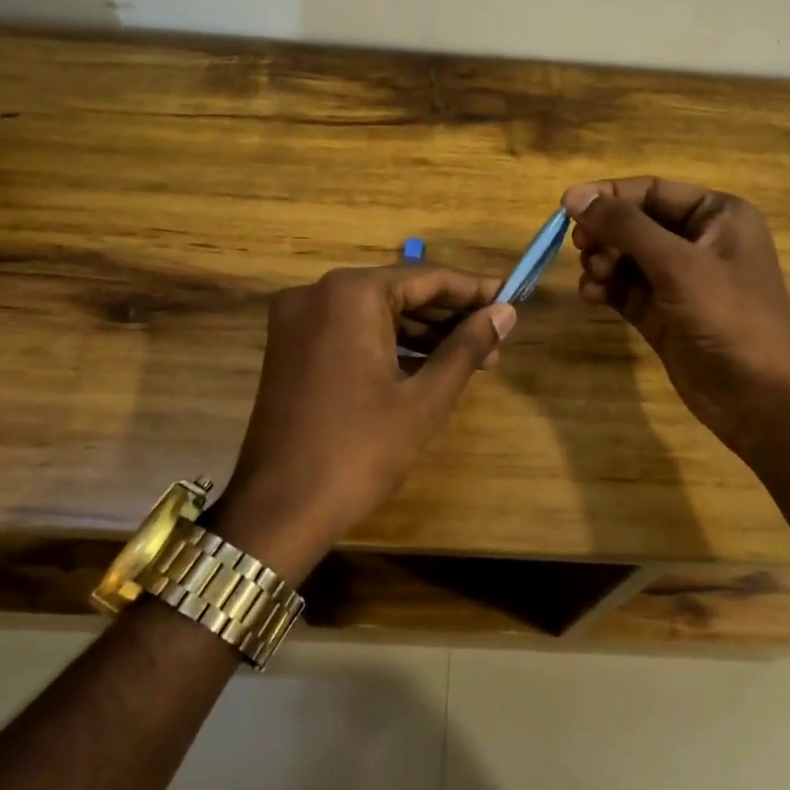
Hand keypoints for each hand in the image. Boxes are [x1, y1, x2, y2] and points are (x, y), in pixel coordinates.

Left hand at [211, 265, 515, 578]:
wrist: (279, 510)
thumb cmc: (359, 450)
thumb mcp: (424, 399)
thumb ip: (467, 347)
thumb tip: (505, 312)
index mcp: (350, 294)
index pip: (426, 278)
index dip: (473, 291)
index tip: (510, 300)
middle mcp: (318, 293)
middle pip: (399, 292)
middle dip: (449, 317)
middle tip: (495, 340)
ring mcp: (297, 320)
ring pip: (375, 313)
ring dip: (422, 333)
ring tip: (474, 358)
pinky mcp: (290, 347)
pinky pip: (351, 331)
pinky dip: (388, 344)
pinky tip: (428, 365)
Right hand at [563, 178, 789, 461]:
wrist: (760, 398)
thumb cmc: (728, 317)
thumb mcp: (677, 264)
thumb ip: (625, 227)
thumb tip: (574, 195)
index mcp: (717, 215)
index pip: (652, 191)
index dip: (609, 195)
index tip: (566, 207)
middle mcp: (699, 241)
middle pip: (635, 223)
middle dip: (605, 234)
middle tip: (581, 248)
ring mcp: (681, 280)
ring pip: (626, 257)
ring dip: (603, 263)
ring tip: (594, 279)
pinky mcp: (664, 313)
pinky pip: (626, 289)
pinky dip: (607, 289)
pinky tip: (593, 297)